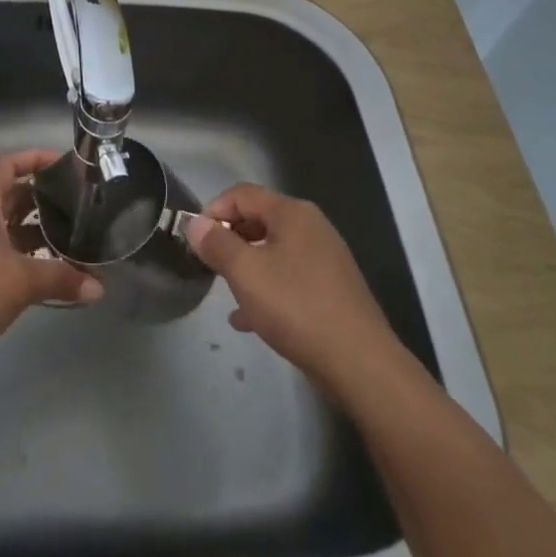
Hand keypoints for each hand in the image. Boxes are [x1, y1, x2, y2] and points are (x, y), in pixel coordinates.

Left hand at [0, 149, 101, 382]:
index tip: (65, 164)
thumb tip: (99, 287)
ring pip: (5, 226)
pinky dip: (22, 254)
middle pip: (10, 195)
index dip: (36, 158)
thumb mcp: (21, 282)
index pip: (8, 165)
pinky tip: (45, 270)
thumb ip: (62, 278)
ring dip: (34, 230)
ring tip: (70, 238)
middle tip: (76, 203)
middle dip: (42, 197)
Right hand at [184, 183, 408, 396]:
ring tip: (226, 292)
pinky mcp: (332, 289)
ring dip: (246, 267)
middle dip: (229, 239)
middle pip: (259, 219)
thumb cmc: (296, 307)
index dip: (213, 211)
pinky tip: (249, 319)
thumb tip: (195, 224)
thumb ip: (216, 243)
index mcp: (292, 213)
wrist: (359, 362)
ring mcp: (325, 259)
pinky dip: (267, 290)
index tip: (195, 240)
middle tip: (209, 264)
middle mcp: (312, 227)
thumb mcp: (245, 272)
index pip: (242, 194)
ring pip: (273, 252)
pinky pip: (289, 278)